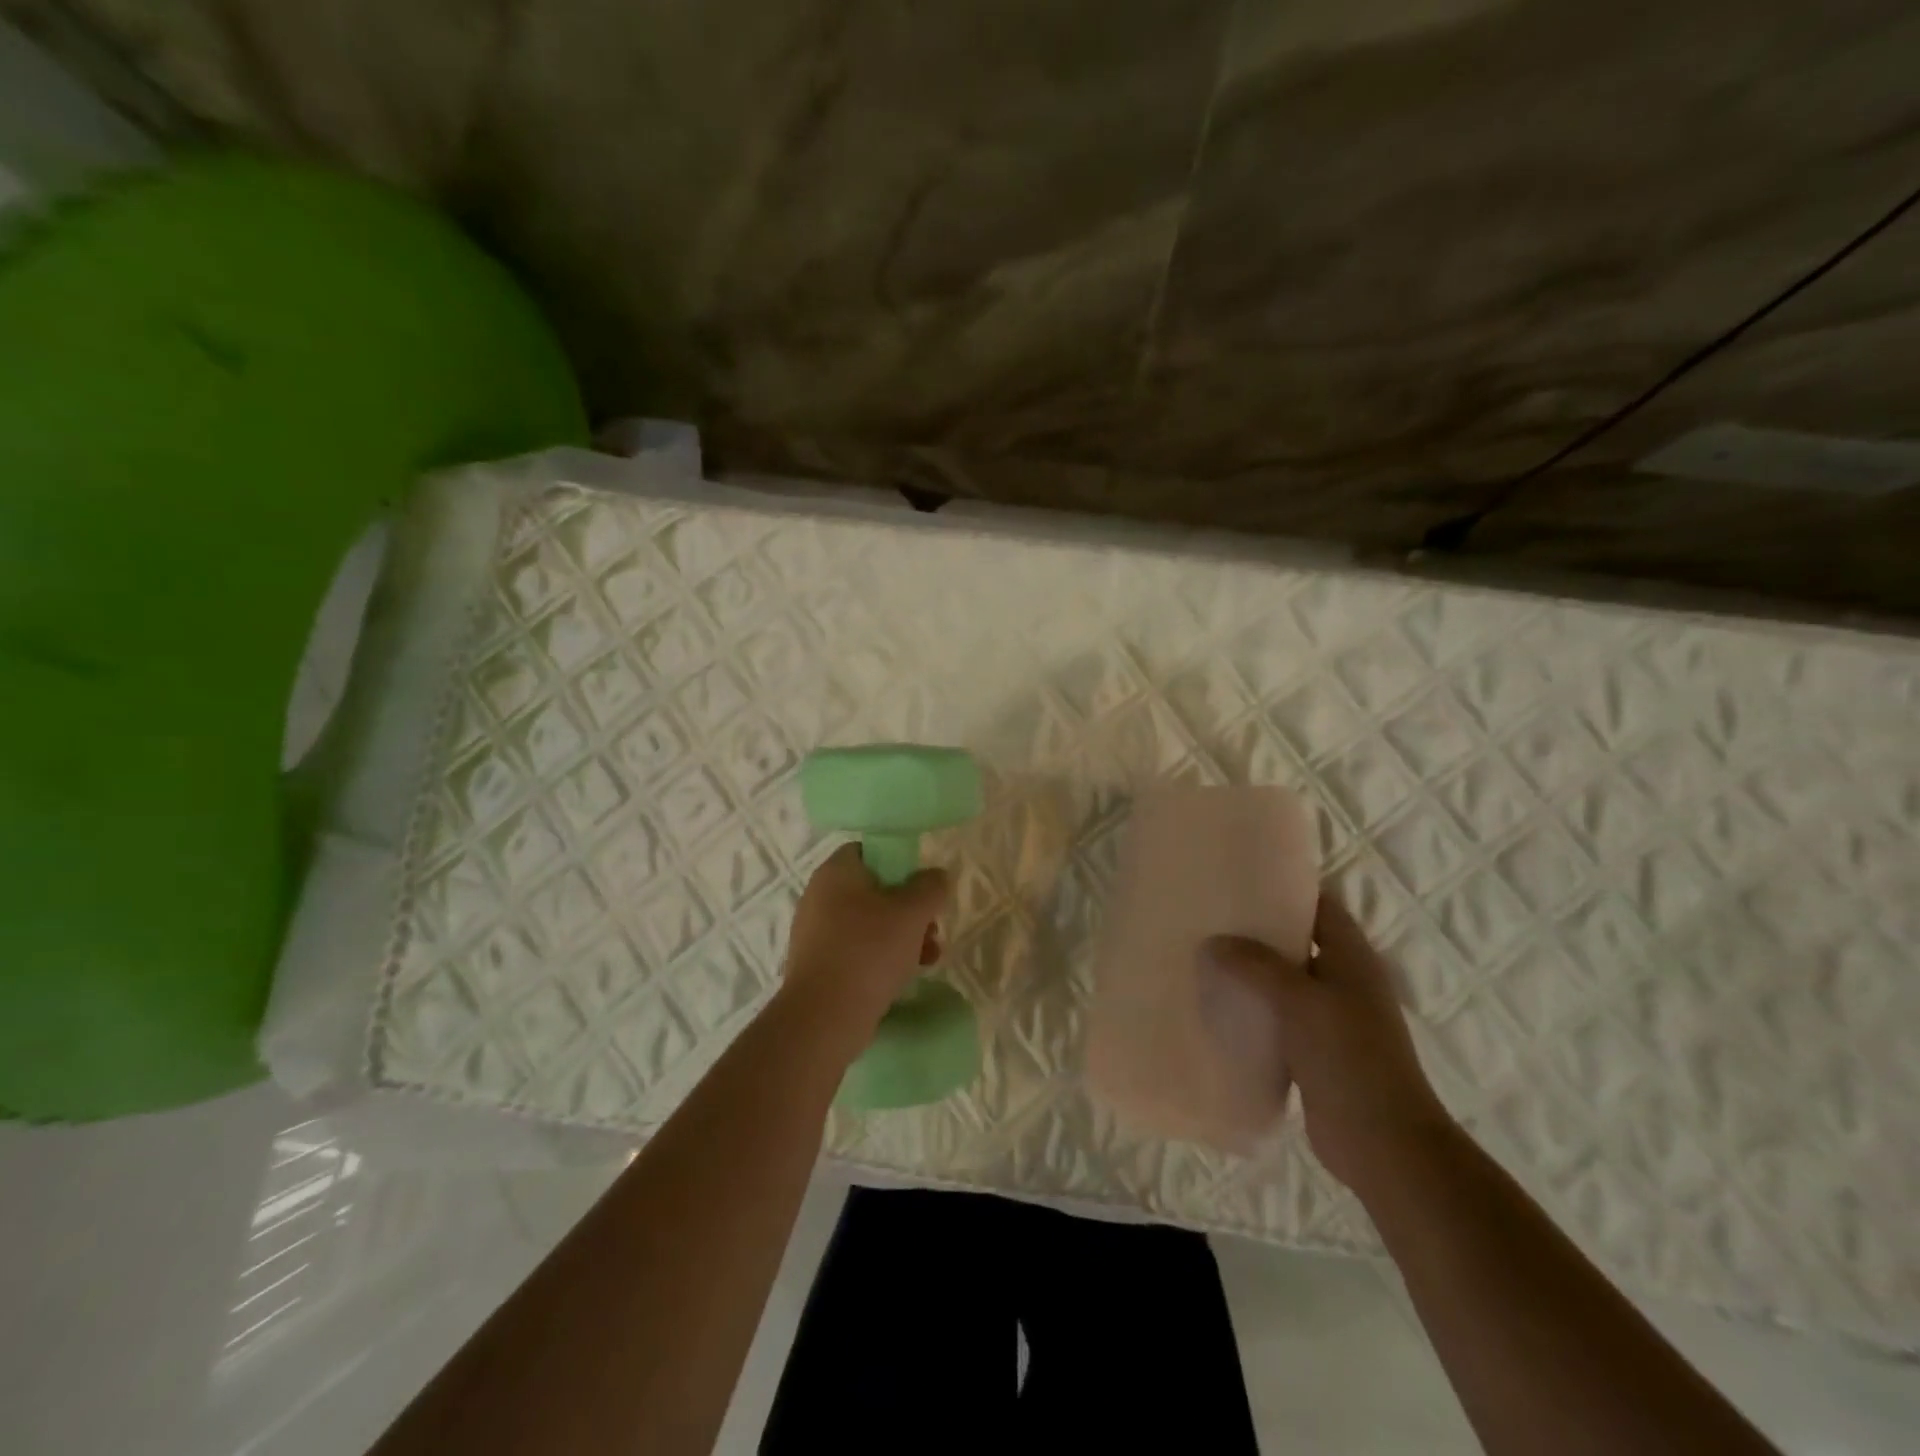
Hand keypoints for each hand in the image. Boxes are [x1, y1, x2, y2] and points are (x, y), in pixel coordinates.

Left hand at [780, 844, 949, 1040]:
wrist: (823, 1018)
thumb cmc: (868, 952)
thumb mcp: (912, 913)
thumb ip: (930, 887)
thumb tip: (936, 876)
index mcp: (835, 873)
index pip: (869, 851)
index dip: (900, 862)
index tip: (922, 885)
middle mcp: (819, 896)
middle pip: (873, 890)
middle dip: (908, 909)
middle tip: (932, 928)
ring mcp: (815, 933)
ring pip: (868, 924)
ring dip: (901, 936)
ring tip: (929, 957)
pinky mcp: (818, 965)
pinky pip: (856, 951)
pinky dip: (881, 958)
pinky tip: (905, 977)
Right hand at [1204, 890, 1455, 1196]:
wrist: (1382, 1143)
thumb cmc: (1349, 1058)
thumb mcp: (1300, 1001)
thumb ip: (1256, 966)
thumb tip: (1213, 942)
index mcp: (1351, 957)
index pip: (1319, 905)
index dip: (1285, 888)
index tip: (1239, 878)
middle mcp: (1343, 980)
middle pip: (1297, 941)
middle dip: (1256, 930)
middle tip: (1208, 916)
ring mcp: (1330, 1017)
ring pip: (1283, 981)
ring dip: (1250, 971)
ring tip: (1203, 955)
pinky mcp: (1314, 1050)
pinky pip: (1276, 1017)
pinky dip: (1251, 1009)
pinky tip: (1215, 1006)